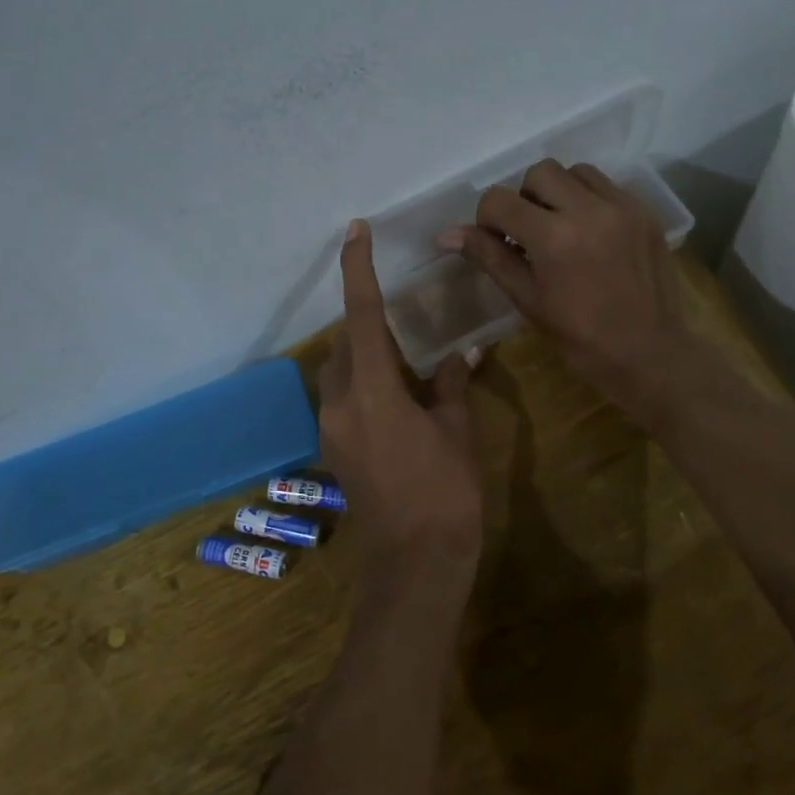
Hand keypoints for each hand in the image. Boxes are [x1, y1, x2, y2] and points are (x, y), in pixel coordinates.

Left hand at [320, 219, 483, 611]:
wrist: (416, 562)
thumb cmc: (446, 492)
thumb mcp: (456, 431)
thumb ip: (452, 385)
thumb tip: (463, 353)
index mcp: (372, 392)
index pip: (361, 315)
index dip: (357, 270)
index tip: (356, 232)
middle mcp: (339, 404)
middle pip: (345, 343)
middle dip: (367, 320)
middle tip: (399, 309)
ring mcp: (331, 429)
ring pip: (341, 371)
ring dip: (364, 353)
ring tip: (402, 351)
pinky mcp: (334, 450)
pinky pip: (343, 398)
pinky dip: (364, 381)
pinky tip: (396, 394)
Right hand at [438, 160, 698, 424]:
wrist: (649, 354)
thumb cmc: (580, 338)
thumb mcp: (527, 299)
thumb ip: (489, 257)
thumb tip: (445, 235)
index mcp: (554, 238)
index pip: (499, 200)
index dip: (487, 219)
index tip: (498, 243)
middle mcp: (589, 210)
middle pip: (539, 173)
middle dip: (524, 199)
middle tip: (529, 235)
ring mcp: (623, 207)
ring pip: (575, 172)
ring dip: (558, 193)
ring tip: (561, 229)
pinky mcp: (645, 212)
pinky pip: (607, 186)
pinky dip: (589, 200)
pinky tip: (590, 234)